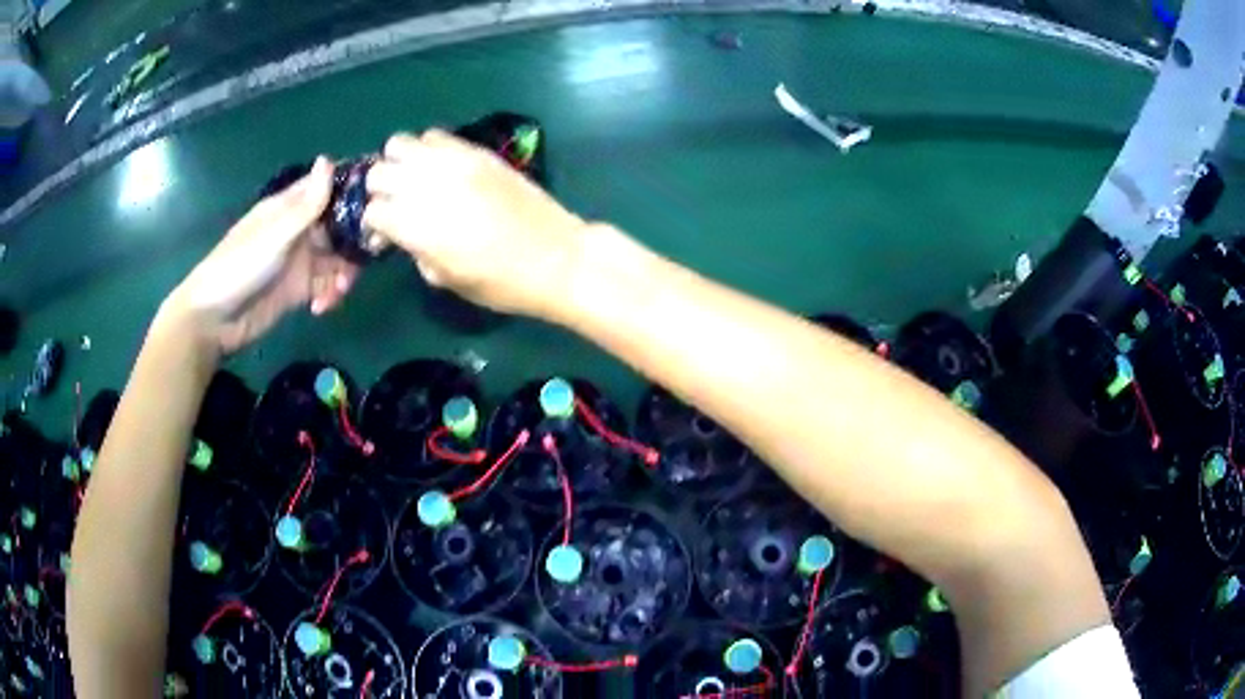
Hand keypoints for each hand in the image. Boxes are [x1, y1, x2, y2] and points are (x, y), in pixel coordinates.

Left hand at [164, 157, 357, 353]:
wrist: (214, 320)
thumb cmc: (239, 267)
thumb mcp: (275, 234)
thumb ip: (306, 204)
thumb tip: (328, 159)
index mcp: (290, 208)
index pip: (329, 189)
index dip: (355, 192)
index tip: (382, 200)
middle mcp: (300, 230)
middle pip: (341, 226)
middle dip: (356, 241)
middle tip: (369, 256)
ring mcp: (300, 261)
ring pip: (338, 259)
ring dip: (345, 274)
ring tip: (338, 291)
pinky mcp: (300, 290)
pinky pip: (327, 285)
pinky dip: (331, 294)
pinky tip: (322, 307)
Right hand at [363, 130, 586, 317]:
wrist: (557, 257)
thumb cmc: (502, 283)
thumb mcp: (448, 280)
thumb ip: (417, 251)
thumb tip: (406, 234)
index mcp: (418, 226)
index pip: (373, 211)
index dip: (375, 225)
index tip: (385, 235)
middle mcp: (428, 186)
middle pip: (378, 173)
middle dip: (380, 190)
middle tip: (396, 204)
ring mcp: (453, 162)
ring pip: (401, 144)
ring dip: (399, 163)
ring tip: (414, 180)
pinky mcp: (476, 152)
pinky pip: (435, 135)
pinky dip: (428, 149)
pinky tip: (440, 168)